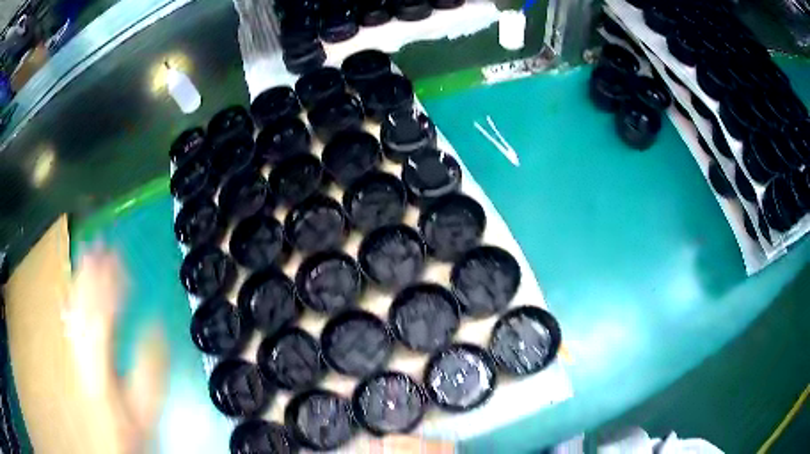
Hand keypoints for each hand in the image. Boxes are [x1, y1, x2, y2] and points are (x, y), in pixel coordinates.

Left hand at [64, 247, 167, 453]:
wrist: (106, 443)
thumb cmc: (128, 427)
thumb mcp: (144, 408)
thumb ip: (149, 369)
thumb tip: (156, 327)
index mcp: (100, 364)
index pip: (102, 314)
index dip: (111, 285)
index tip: (121, 259)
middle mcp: (82, 351)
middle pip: (83, 304)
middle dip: (92, 272)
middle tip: (101, 244)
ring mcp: (75, 351)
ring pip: (75, 307)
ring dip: (81, 278)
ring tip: (88, 253)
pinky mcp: (75, 353)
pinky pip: (72, 318)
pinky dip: (74, 296)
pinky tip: (76, 284)